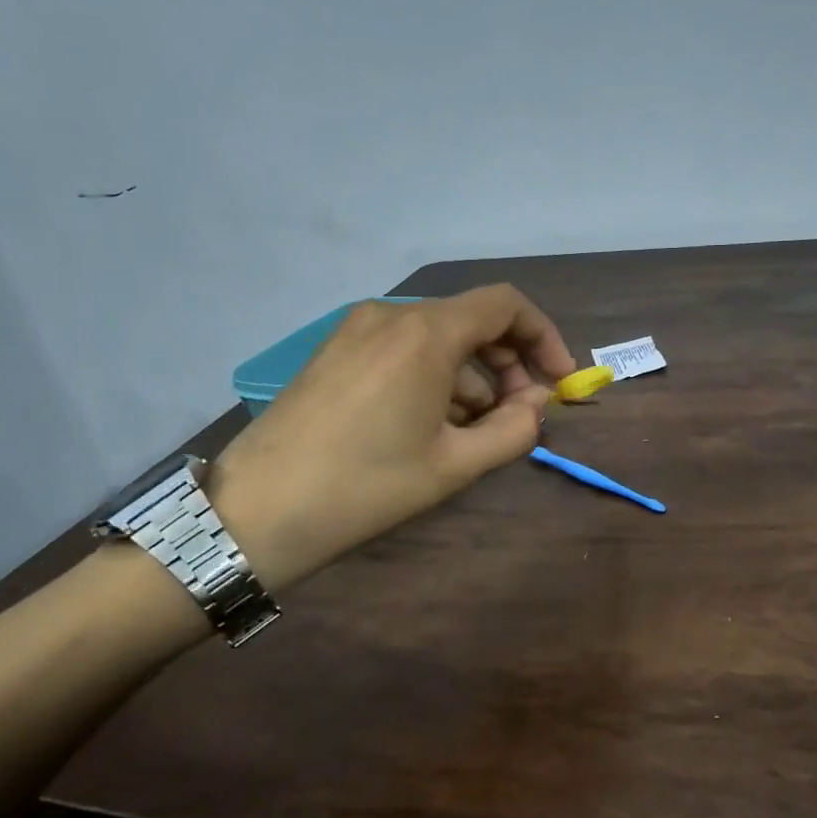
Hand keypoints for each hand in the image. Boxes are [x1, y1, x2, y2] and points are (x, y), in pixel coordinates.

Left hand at [209, 286, 575, 587]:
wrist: (257, 512)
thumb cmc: (367, 485)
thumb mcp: (455, 465)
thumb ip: (514, 430)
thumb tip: (538, 405)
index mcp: (426, 333)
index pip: (506, 305)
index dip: (544, 337)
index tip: (558, 382)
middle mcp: (391, 316)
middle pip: (471, 321)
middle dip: (508, 365)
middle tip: (519, 417)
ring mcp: (356, 330)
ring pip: (436, 340)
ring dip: (471, 379)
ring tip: (473, 434)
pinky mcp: (334, 352)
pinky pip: (402, 351)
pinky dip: (433, 379)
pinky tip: (429, 427)